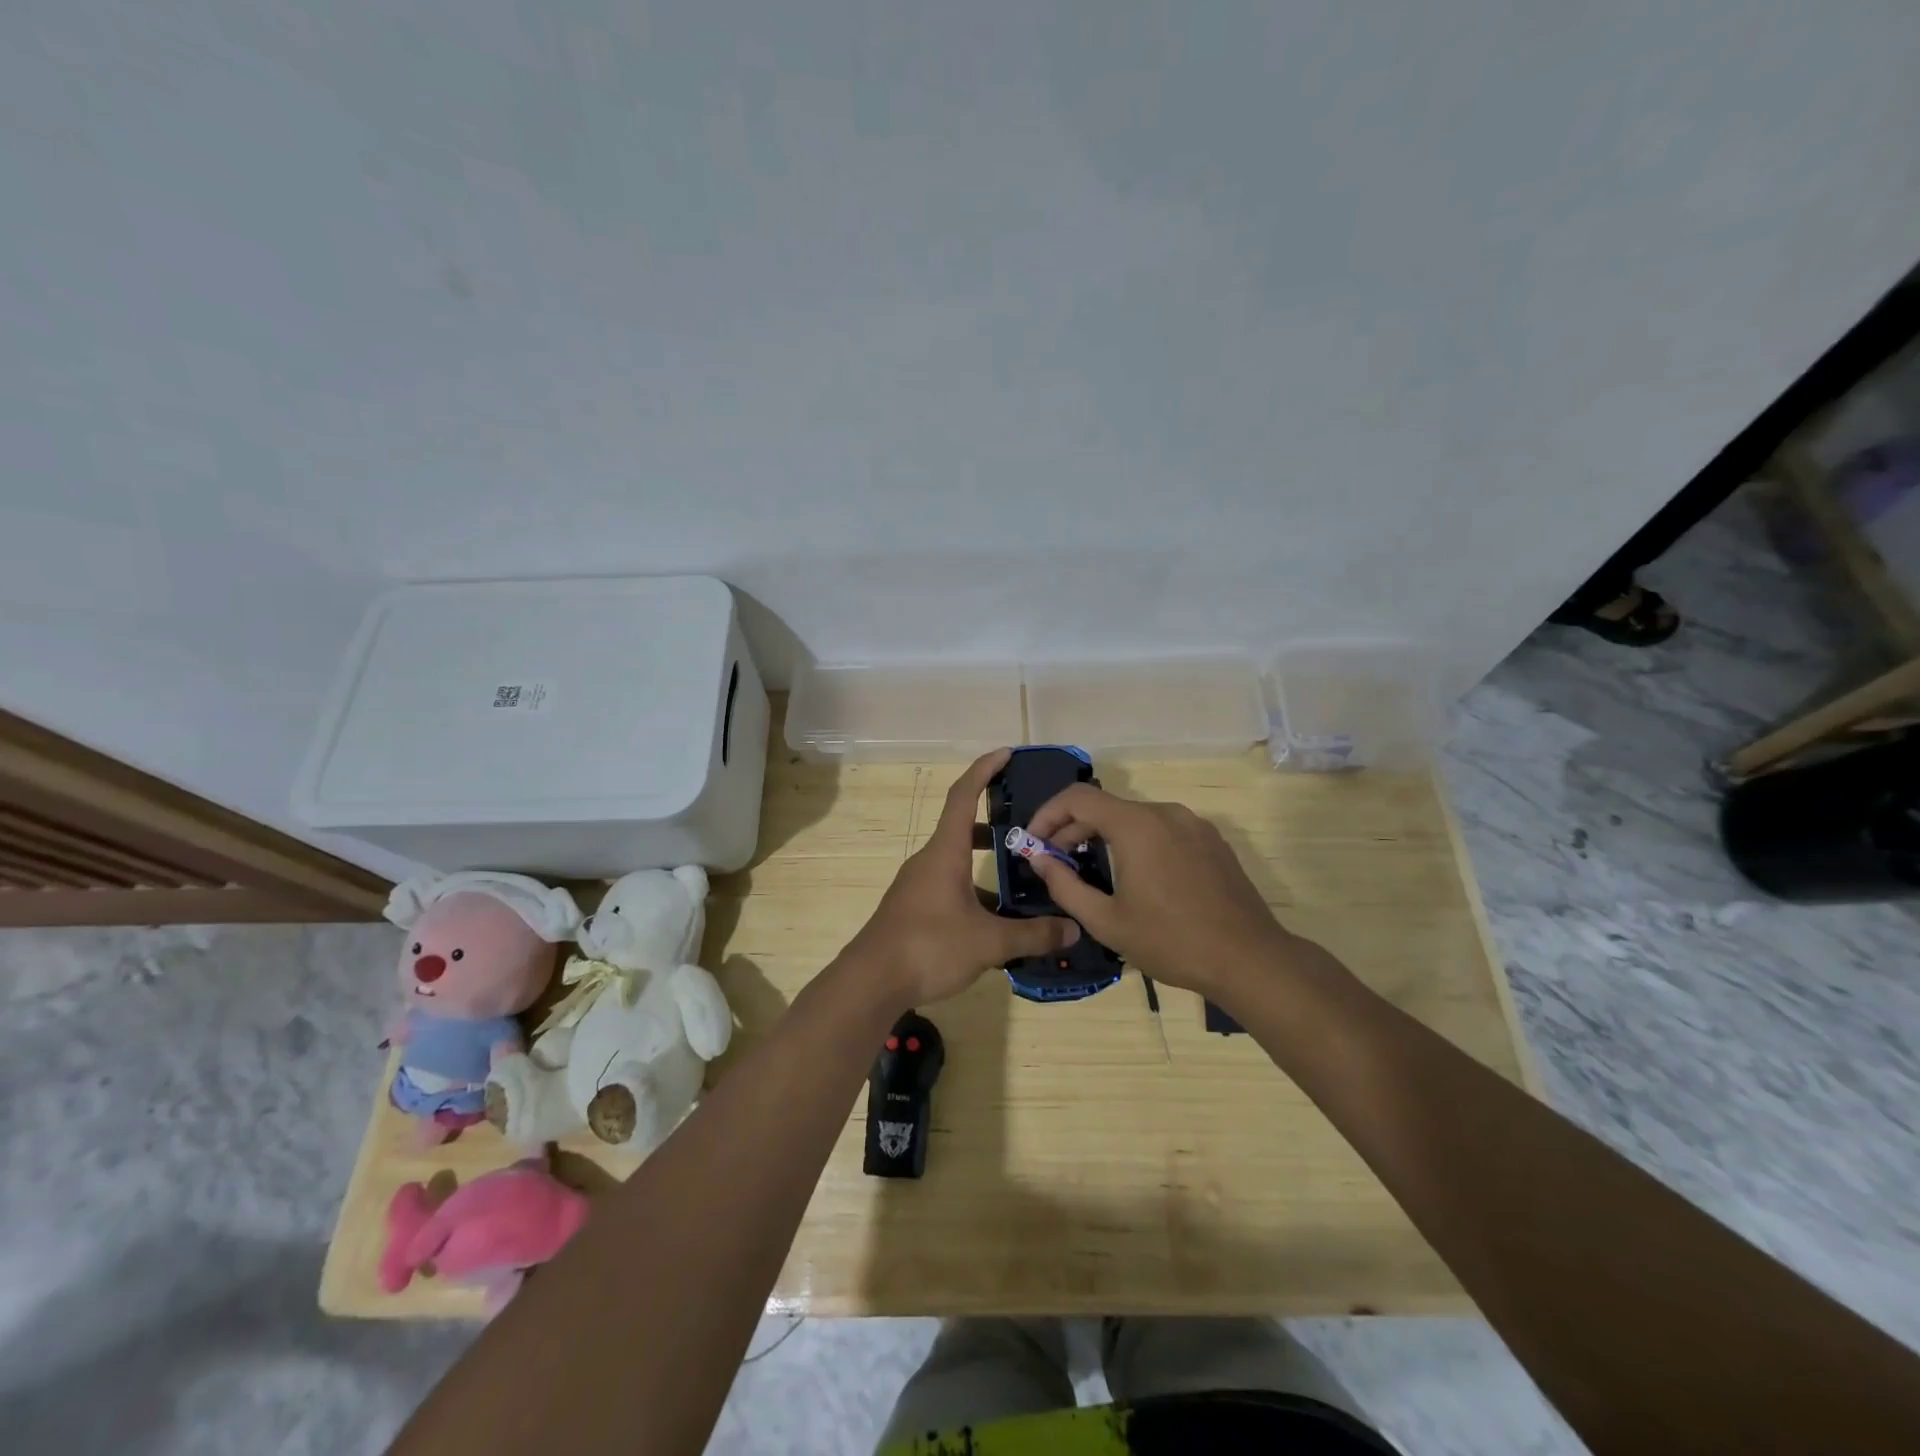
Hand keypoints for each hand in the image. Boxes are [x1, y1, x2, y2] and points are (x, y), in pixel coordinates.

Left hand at [849, 750, 1078, 1005]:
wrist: (871, 982)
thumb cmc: (928, 947)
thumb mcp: (988, 942)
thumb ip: (1033, 934)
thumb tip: (1073, 930)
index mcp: (945, 852)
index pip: (964, 795)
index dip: (984, 769)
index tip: (1006, 753)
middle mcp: (929, 861)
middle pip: (962, 828)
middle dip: (994, 826)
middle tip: (1028, 832)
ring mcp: (918, 885)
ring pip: (957, 863)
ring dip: (985, 865)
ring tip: (1021, 881)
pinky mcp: (913, 909)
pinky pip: (949, 888)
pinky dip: (973, 893)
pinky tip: (995, 922)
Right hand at [1025, 784, 1291, 1000]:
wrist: (1250, 960)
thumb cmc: (1171, 941)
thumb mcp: (1107, 921)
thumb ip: (1065, 885)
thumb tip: (1040, 860)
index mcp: (1136, 825)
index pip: (1077, 798)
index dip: (1047, 815)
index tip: (1033, 843)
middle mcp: (1165, 812)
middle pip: (1106, 806)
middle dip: (1072, 828)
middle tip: (1054, 862)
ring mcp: (1193, 824)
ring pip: (1134, 817)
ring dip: (1104, 835)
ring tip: (1090, 869)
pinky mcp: (1212, 841)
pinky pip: (1162, 829)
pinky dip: (1136, 841)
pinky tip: (1134, 875)